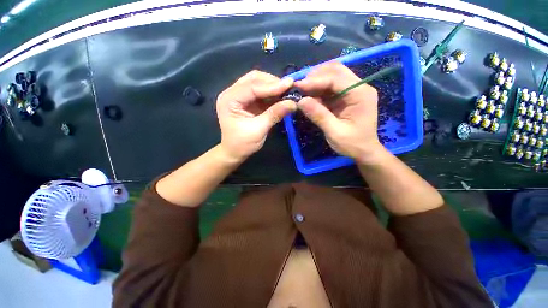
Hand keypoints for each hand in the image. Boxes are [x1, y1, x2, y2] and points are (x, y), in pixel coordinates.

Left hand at [217, 70, 296, 161]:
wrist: (234, 153)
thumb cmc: (242, 144)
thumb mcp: (259, 130)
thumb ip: (275, 114)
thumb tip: (293, 103)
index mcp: (229, 100)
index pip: (252, 87)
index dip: (271, 85)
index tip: (289, 84)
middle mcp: (232, 93)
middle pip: (253, 79)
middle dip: (272, 82)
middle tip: (289, 87)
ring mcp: (239, 96)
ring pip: (257, 83)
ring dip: (273, 86)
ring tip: (287, 91)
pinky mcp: (246, 101)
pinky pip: (260, 92)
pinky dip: (271, 93)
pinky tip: (281, 96)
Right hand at [295, 62, 384, 163]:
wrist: (364, 151)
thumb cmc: (353, 144)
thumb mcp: (335, 132)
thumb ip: (319, 115)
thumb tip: (300, 101)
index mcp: (360, 94)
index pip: (336, 79)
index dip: (315, 81)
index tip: (298, 86)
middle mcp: (359, 87)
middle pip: (336, 71)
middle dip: (316, 76)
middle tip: (300, 87)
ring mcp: (353, 91)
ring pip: (332, 76)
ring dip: (316, 81)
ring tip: (302, 91)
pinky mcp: (346, 97)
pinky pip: (330, 87)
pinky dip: (318, 90)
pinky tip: (310, 97)